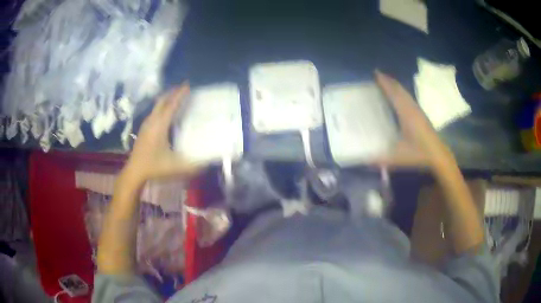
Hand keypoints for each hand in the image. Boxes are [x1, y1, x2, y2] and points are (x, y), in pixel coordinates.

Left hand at [122, 84, 201, 184]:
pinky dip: (162, 106)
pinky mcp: (144, 129)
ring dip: (167, 98)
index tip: (188, 85)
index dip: (180, 95)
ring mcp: (146, 124)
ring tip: (176, 96)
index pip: (171, 106)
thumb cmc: (154, 167)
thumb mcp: (175, 167)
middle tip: (183, 87)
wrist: (134, 172)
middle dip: (172, 92)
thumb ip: (193, 166)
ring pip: (157, 105)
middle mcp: (152, 121)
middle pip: (162, 101)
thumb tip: (209, 163)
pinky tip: (166, 112)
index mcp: (159, 126)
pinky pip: (154, 111)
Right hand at [374, 70, 453, 167]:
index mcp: (406, 114)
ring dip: (395, 86)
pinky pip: (408, 98)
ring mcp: (418, 111)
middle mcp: (412, 108)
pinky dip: (401, 93)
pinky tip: (399, 97)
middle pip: (400, 90)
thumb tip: (363, 161)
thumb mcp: (398, 158)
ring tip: (386, 82)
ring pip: (405, 93)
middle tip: (378, 75)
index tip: (375, 73)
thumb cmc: (419, 154)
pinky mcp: (421, 116)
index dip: (385, 83)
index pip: (394, 93)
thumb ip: (380, 160)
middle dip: (389, 81)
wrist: (438, 156)